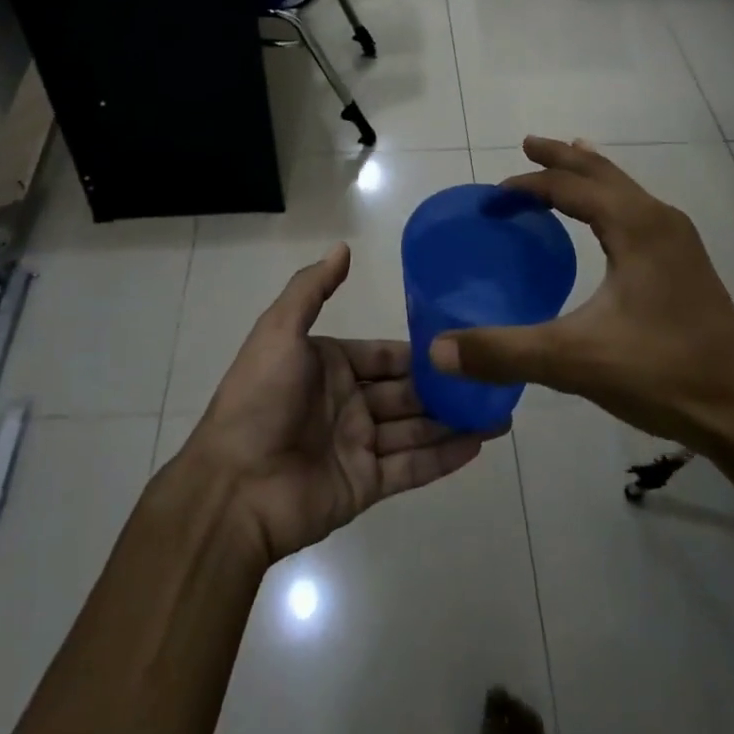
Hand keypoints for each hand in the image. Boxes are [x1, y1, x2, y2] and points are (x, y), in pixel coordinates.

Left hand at [183, 243, 494, 563]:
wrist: (233, 486)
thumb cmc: (259, 398)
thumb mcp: (279, 331)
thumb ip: (312, 289)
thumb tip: (343, 247)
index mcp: (329, 365)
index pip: (383, 354)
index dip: (418, 350)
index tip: (460, 341)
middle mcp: (347, 402)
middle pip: (406, 391)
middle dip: (444, 386)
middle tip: (492, 378)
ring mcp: (358, 445)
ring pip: (416, 428)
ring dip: (454, 420)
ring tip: (500, 414)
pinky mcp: (366, 485)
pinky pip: (412, 467)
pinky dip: (445, 457)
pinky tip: (479, 444)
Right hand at [430, 137, 733, 452]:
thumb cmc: (661, 374)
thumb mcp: (574, 361)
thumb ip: (504, 352)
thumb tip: (437, 350)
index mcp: (634, 226)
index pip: (569, 187)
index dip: (528, 186)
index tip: (494, 197)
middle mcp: (658, 219)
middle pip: (602, 173)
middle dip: (562, 158)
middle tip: (528, 144)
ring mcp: (679, 240)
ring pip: (625, 188)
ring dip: (591, 174)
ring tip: (567, 159)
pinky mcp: (687, 263)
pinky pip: (639, 209)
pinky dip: (612, 198)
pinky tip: (608, 219)